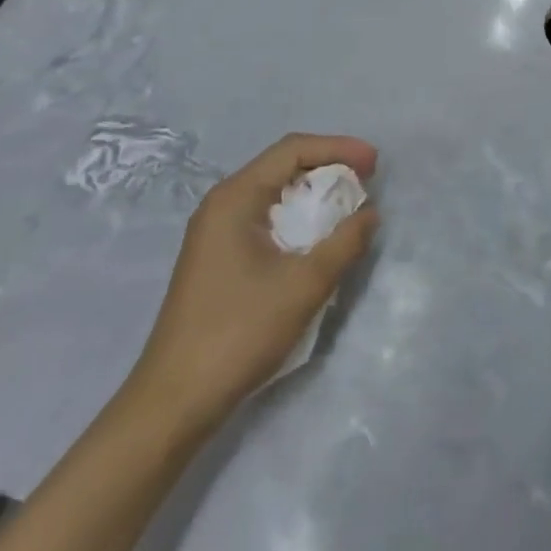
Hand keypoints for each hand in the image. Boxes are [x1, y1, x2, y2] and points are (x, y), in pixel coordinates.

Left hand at [129, 134, 378, 423]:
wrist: (175, 401)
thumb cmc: (239, 332)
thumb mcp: (304, 285)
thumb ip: (344, 243)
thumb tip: (369, 213)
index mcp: (235, 197)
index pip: (292, 150)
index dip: (338, 149)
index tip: (375, 163)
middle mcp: (222, 204)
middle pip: (282, 166)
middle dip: (328, 168)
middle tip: (367, 182)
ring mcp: (215, 231)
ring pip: (274, 193)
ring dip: (314, 194)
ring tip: (349, 206)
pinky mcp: (218, 257)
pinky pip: (265, 218)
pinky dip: (297, 217)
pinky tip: (318, 237)